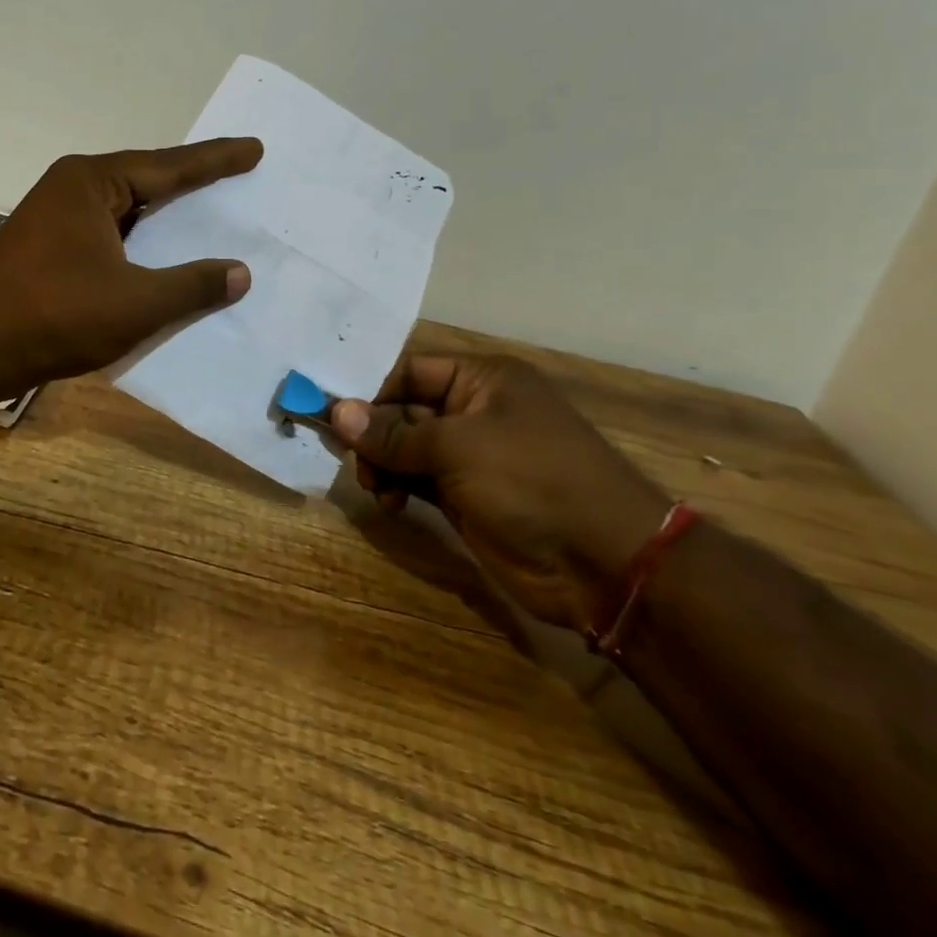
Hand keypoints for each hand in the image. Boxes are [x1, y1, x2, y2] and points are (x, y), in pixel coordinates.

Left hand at [0, 140, 262, 394]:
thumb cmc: (55, 315)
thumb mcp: (135, 303)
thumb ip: (191, 285)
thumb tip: (239, 273)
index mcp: (92, 182)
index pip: (169, 166)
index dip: (216, 160)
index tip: (254, 150)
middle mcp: (72, 188)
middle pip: (146, 181)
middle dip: (192, 183)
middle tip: (238, 175)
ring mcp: (55, 217)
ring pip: (126, 210)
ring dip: (164, 216)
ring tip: (209, 213)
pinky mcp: (48, 247)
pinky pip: (109, 234)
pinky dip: (140, 242)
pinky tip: (162, 255)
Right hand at [330, 354, 670, 632]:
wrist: (604, 565)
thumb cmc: (532, 481)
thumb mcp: (457, 448)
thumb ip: (393, 433)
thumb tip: (337, 412)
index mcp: (483, 380)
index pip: (410, 371)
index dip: (371, 390)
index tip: (332, 414)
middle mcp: (476, 410)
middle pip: (404, 409)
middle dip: (374, 433)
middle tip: (350, 457)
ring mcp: (473, 455)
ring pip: (407, 447)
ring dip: (383, 464)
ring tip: (376, 487)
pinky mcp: (469, 495)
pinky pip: (419, 479)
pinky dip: (399, 487)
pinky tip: (392, 503)